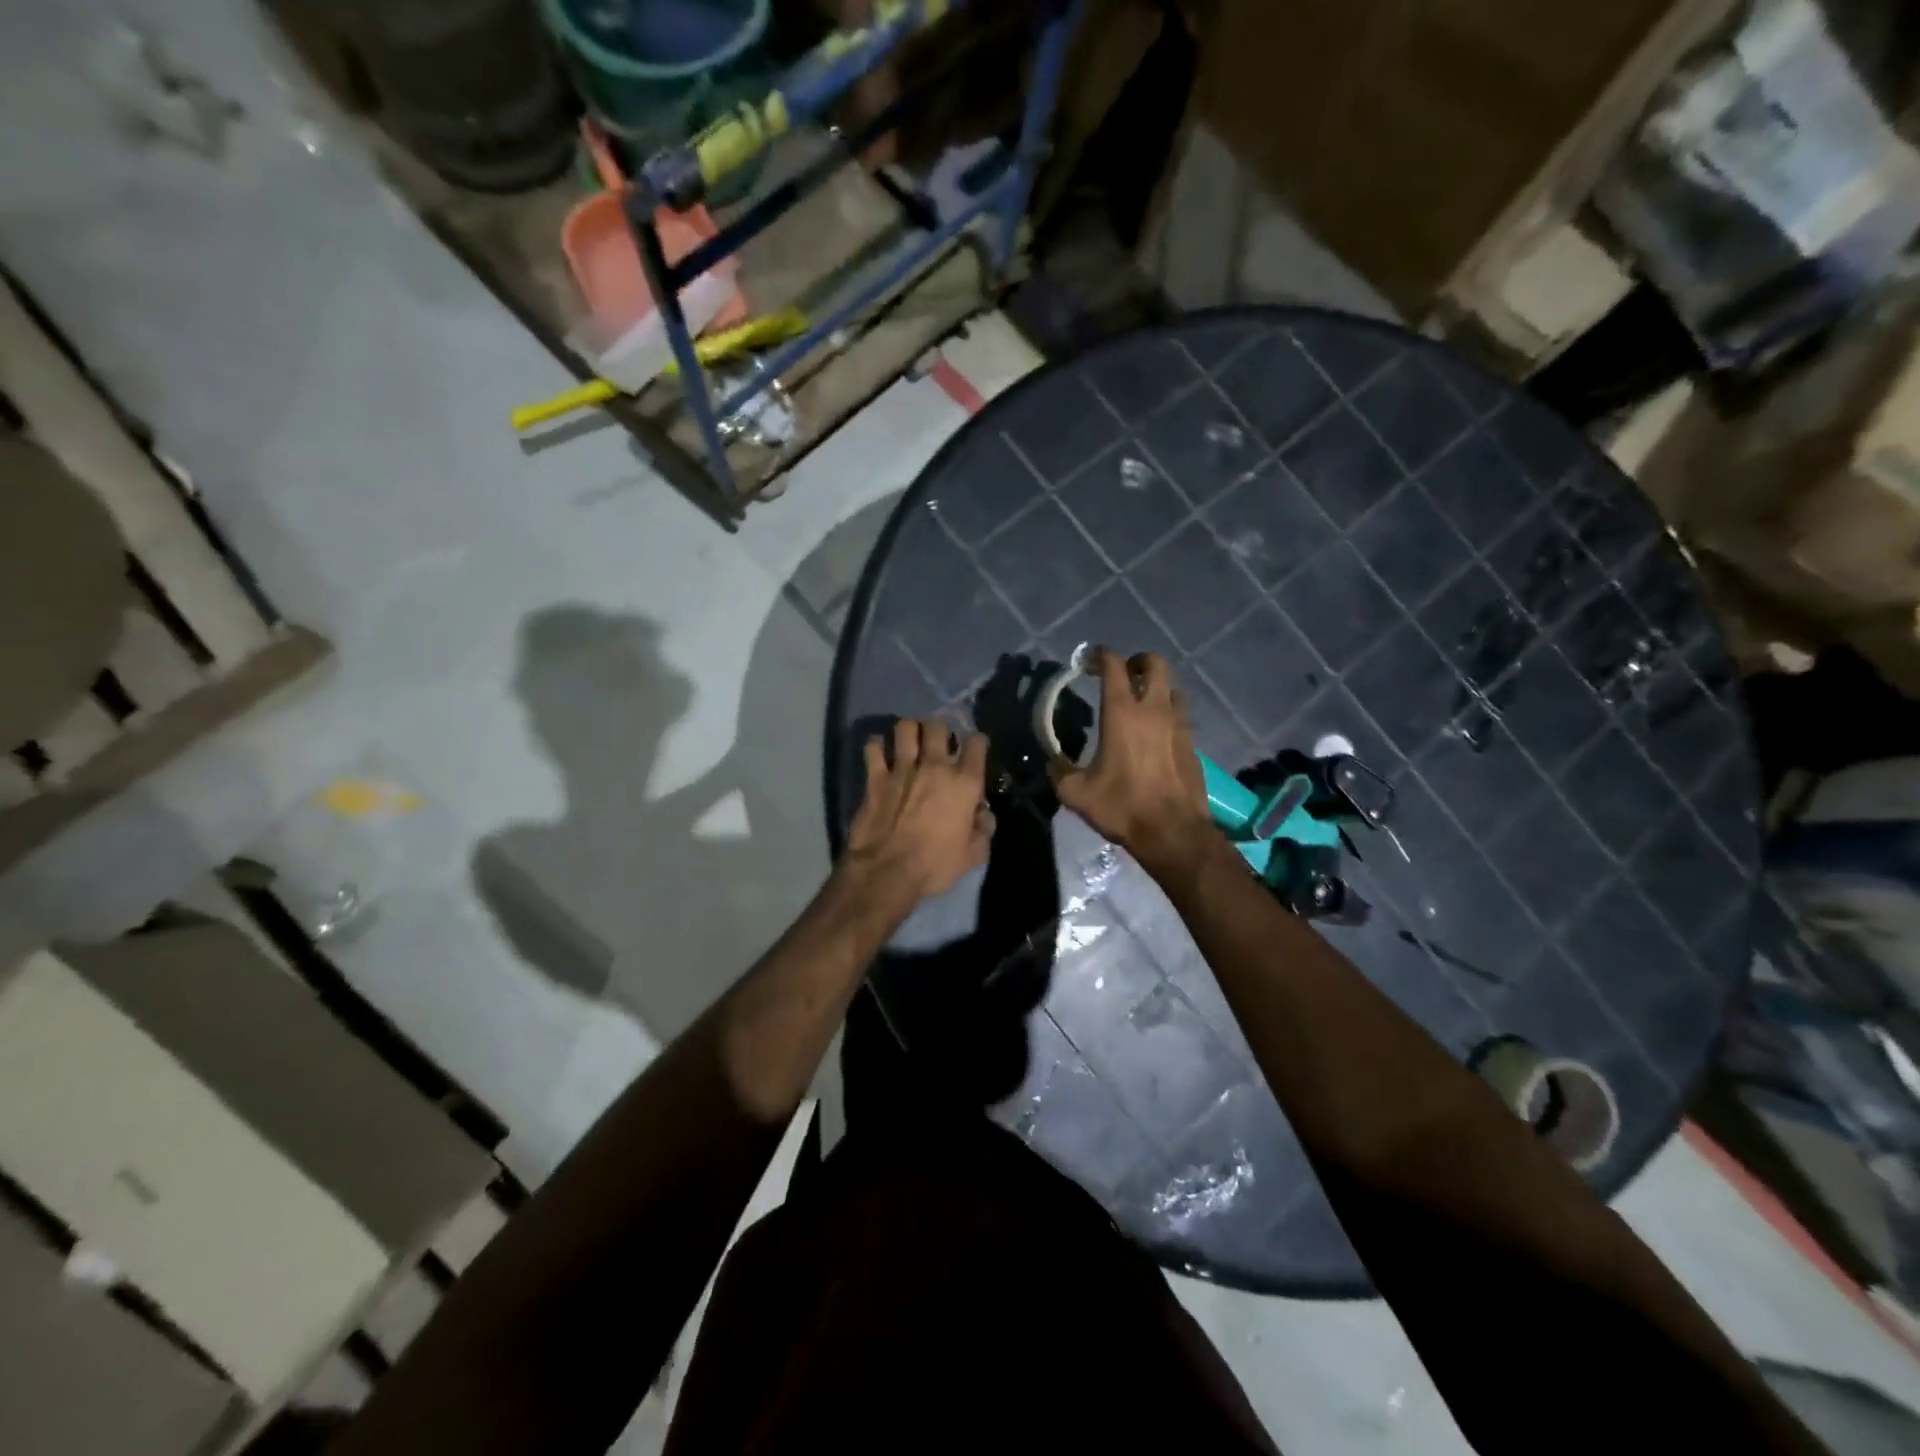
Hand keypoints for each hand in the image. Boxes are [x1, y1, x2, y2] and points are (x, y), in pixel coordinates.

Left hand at [845, 718, 993, 901]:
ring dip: (908, 730)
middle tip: (937, 742)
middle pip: (938, 725)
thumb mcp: (973, 855)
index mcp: (964, 783)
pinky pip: (873, 747)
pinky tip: (879, 753)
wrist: (887, 872)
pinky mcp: (874, 777)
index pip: (976, 743)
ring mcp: (902, 768)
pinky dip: (876, 746)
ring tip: (908, 741)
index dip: (976, 742)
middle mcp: (935, 766)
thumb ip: (982, 829)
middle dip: (939, 729)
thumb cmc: (935, 866)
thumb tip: (982, 813)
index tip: (973, 749)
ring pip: (905, 727)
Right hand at [1052, 648, 1212, 874]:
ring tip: (1141, 701)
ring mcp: (1178, 725)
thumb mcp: (1076, 793)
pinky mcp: (1192, 744)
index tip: (1090, 659)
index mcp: (1122, 713)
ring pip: (1172, 688)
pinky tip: (1155, 733)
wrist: (1173, 832)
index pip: (1114, 666)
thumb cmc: (1122, 806)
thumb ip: (1060, 771)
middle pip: (1155, 664)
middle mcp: (1154, 709)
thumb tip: (1053, 762)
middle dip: (1138, 661)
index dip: (1101, 655)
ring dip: (1156, 687)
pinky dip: (1167, 714)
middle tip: (1123, 674)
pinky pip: (1180, 716)